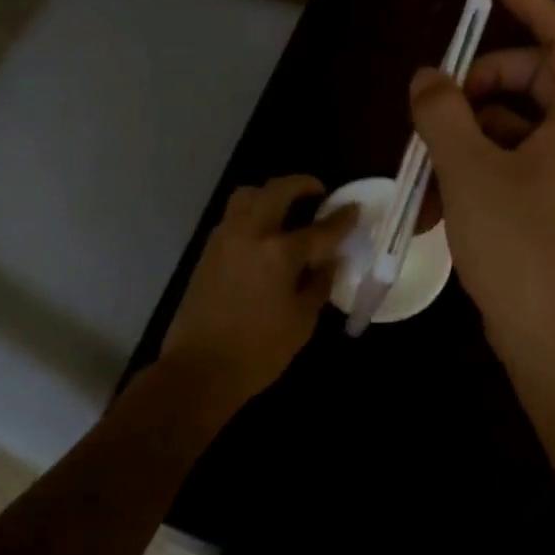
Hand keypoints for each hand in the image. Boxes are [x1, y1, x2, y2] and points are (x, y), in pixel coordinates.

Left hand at [160, 176, 356, 406]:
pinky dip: (253, 212)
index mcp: (279, 252)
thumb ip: (319, 284)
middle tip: (319, 193)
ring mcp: (225, 238)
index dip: (342, 218)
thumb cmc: (259, 351)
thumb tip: (329, 261)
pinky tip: (265, 234)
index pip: (321, 228)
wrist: (199, 369)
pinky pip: (234, 216)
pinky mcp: (208, 251)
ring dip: (271, 193)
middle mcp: (250, 233)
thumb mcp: (302, 320)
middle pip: (278, 191)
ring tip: (288, 208)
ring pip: (248, 195)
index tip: (355, 209)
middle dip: (302, 185)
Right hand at [410, 0, 554, 368]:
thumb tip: (428, 78)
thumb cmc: (517, 243)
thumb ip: (443, 113)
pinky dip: (472, 170)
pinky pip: (509, 161)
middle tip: (435, 104)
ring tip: (418, 170)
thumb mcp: (468, 170)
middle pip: (532, 78)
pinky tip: (432, 204)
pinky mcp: (549, 199)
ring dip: (463, 136)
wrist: (547, 333)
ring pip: (511, 125)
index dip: (535, 4)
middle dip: (478, 84)